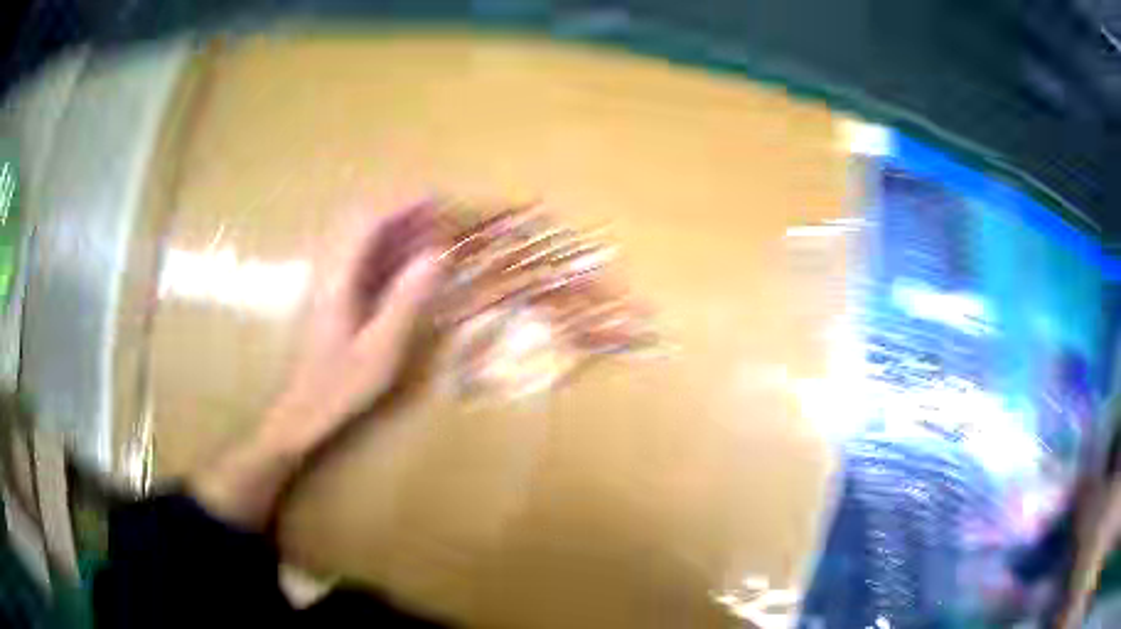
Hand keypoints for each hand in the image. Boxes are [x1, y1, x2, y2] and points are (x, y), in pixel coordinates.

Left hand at [191, 201, 442, 528]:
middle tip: (438, 214)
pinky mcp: (333, 296)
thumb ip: (406, 300)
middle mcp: (330, 272)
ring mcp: (329, 283)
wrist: (303, 411)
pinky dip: (387, 252)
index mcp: (338, 279)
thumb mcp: (381, 349)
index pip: (368, 222)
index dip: (401, 205)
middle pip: (362, 223)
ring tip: (430, 232)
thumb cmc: (341, 386)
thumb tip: (436, 255)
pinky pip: (361, 261)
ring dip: (395, 230)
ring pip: (361, 240)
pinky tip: (408, 263)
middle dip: (401, 212)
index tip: (435, 199)